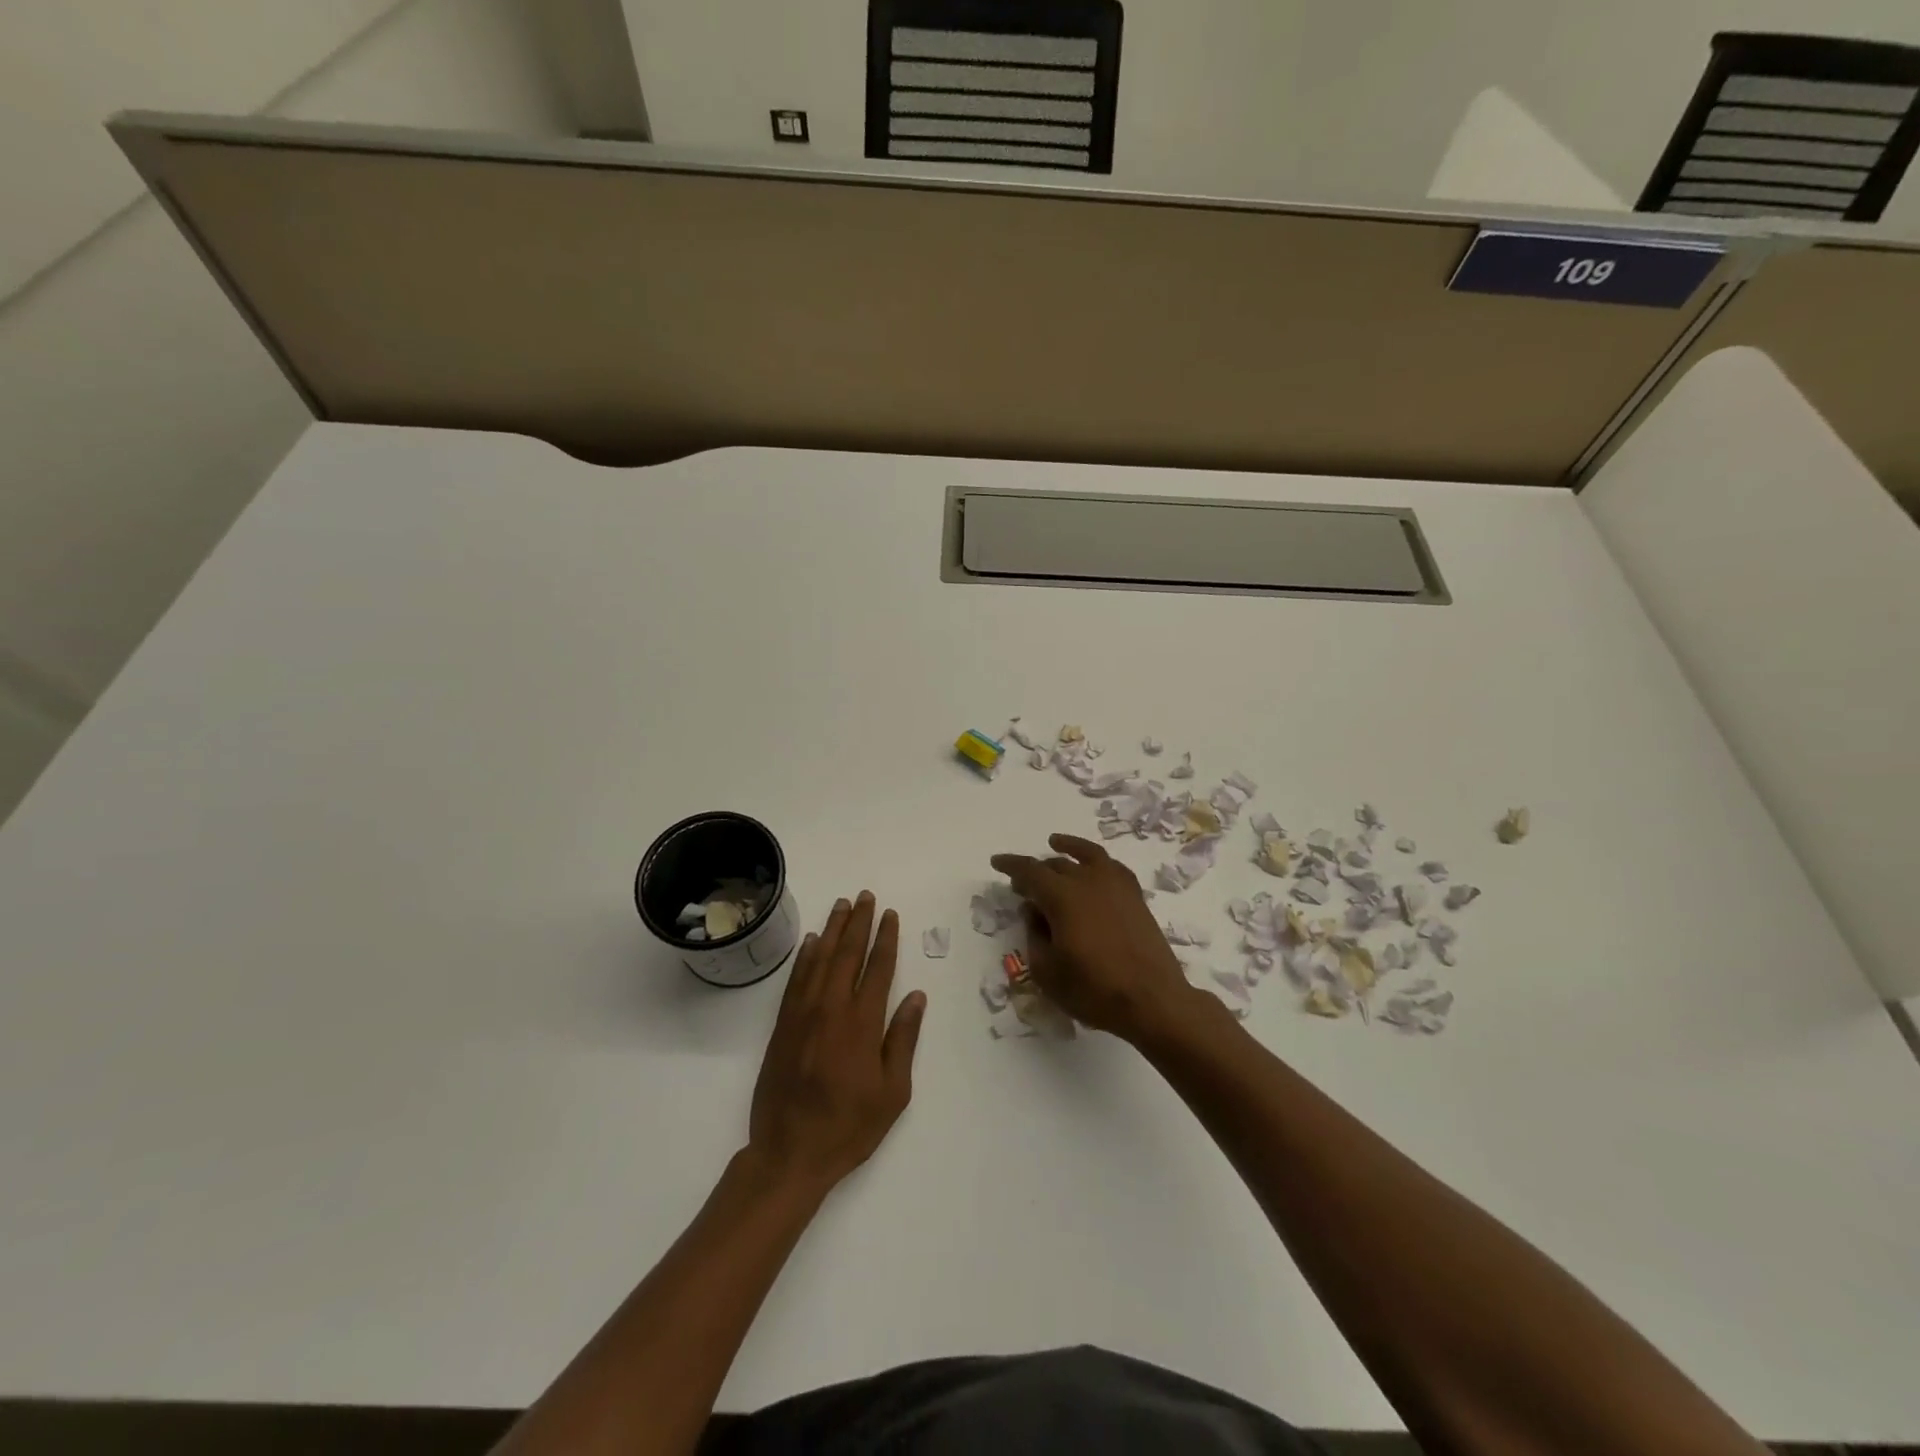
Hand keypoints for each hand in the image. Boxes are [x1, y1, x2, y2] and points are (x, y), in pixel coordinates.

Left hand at [746, 893, 925, 1193]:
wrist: (789, 1152)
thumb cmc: (849, 1126)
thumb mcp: (892, 1091)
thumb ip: (903, 1039)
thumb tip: (916, 996)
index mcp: (862, 1023)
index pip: (877, 968)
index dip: (886, 939)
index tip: (890, 915)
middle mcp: (831, 1009)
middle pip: (847, 954)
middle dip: (859, 923)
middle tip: (865, 896)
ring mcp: (803, 1015)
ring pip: (820, 960)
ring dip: (833, 930)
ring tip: (842, 905)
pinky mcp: (783, 1025)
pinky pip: (796, 979)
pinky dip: (805, 956)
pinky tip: (812, 942)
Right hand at [989, 834, 1200, 1042]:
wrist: (1153, 1001)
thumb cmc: (1093, 989)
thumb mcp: (1047, 970)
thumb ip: (1034, 935)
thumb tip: (1033, 910)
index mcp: (1062, 897)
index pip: (1030, 871)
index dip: (1011, 865)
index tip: (996, 862)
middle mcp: (1088, 881)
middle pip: (1056, 865)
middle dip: (1035, 870)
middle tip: (1022, 883)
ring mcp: (1116, 886)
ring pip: (1087, 856)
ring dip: (1068, 849)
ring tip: (1056, 844)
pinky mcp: (1135, 898)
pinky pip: (1113, 867)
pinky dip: (1098, 861)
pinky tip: (1095, 866)